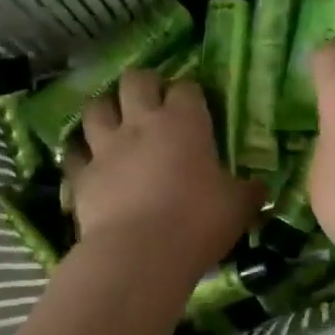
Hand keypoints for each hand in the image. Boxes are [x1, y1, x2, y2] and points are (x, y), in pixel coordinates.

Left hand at [67, 67, 262, 278]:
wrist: (140, 254)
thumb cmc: (197, 223)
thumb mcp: (238, 207)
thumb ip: (248, 192)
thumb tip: (261, 187)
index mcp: (184, 123)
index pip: (186, 87)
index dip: (190, 91)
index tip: (195, 103)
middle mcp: (141, 124)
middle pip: (135, 81)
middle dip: (142, 84)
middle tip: (151, 99)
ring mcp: (106, 147)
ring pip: (95, 108)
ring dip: (105, 109)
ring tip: (113, 119)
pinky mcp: (81, 175)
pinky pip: (73, 153)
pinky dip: (79, 153)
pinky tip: (86, 159)